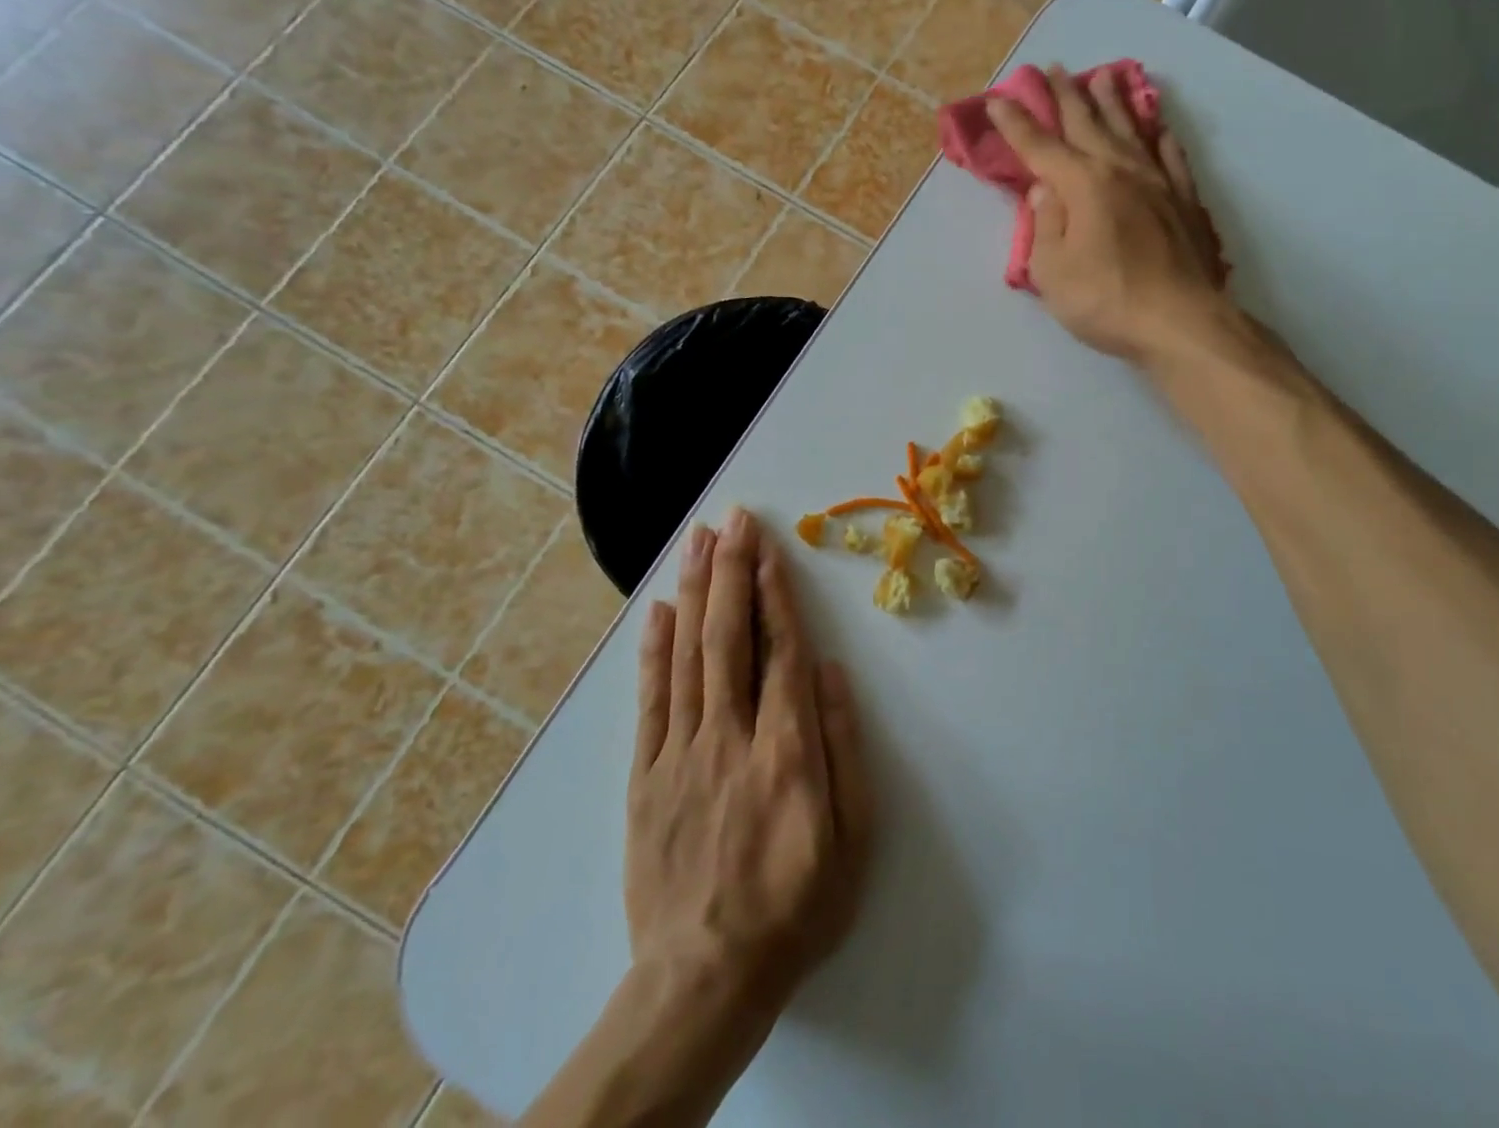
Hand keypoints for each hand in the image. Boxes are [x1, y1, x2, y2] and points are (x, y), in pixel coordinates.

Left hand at [628, 508, 873, 1016]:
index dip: (775, 595)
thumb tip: (832, 673)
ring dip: (693, 591)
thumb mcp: (853, 838)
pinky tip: (658, 609)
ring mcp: (680, 753)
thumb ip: (844, 748)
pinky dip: (654, 649)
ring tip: (697, 540)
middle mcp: (730, 737)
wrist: (704, 979)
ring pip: (687, 655)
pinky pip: (649, 700)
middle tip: (733, 519)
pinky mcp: (644, 776)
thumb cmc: (796, 905)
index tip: (768, 549)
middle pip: (730, 638)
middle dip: (731, 570)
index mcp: (787, 751)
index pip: (782, 653)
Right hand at [988, 64, 1227, 363]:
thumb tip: (1045, 188)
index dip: (1016, 123)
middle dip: (1066, 96)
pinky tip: (1159, 128)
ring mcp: (1158, 183)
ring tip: (1103, 77)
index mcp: (1082, 185)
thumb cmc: (1105, 300)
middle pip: (1088, 124)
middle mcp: (1120, 171)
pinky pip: (1172, 157)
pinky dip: (1161, 138)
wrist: (1179, 321)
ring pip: (1131, 129)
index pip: (1040, 147)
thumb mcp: (1052, 271)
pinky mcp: (1185, 202)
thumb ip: (1045, 224)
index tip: (998, 99)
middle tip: (1053, 68)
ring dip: (1114, 102)